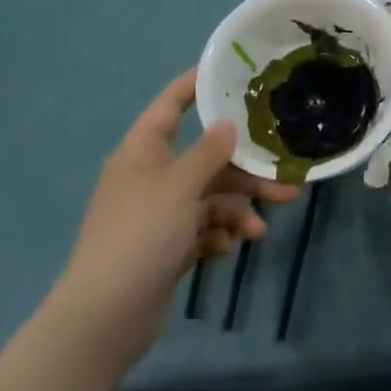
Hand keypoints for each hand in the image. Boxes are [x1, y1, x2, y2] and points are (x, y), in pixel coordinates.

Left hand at [51, 69, 298, 340]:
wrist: (105, 317)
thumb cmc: (140, 235)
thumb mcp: (179, 187)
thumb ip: (209, 153)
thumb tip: (228, 124)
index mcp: (143, 151)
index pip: (170, 105)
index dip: (195, 86)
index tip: (230, 73)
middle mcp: (151, 177)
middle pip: (205, 160)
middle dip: (244, 171)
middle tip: (285, 178)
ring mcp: (159, 214)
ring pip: (210, 198)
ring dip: (237, 209)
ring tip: (261, 229)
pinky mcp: (167, 246)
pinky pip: (202, 229)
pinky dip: (219, 234)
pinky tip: (230, 247)